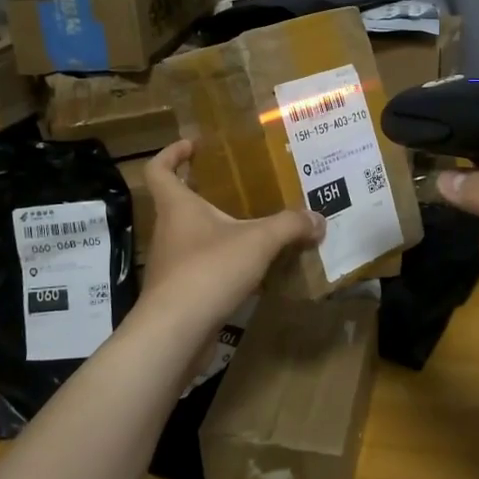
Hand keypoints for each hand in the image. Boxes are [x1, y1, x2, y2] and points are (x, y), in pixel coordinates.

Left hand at [135, 140, 323, 347]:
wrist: (175, 332)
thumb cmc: (209, 270)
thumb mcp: (258, 241)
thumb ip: (290, 226)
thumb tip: (319, 219)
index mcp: (177, 206)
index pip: (159, 169)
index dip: (172, 153)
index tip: (193, 146)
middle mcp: (168, 230)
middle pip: (178, 202)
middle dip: (204, 192)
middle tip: (238, 187)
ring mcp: (171, 263)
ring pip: (192, 237)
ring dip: (217, 230)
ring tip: (252, 228)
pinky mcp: (179, 292)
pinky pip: (202, 267)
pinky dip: (222, 263)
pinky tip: (250, 269)